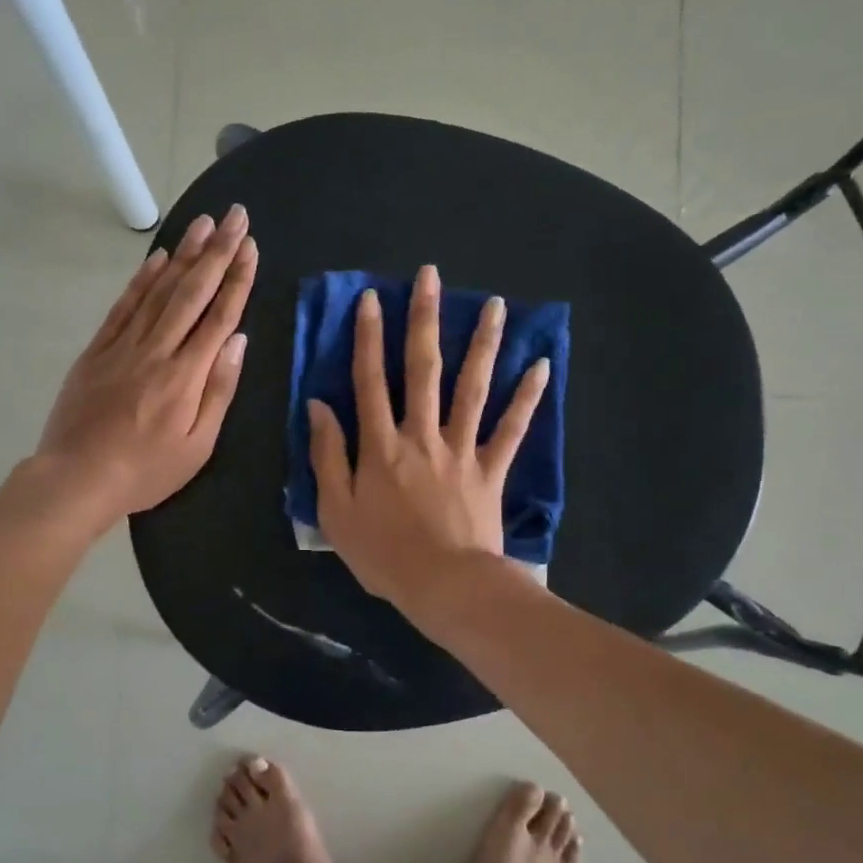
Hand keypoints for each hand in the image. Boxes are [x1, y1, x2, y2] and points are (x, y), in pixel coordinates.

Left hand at [36, 204, 257, 524]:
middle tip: (234, 215)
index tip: (250, 246)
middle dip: (216, 251)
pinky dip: (142, 279)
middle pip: (192, 292)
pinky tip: (158, 259)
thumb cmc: (145, 471)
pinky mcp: (97, 350)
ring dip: (183, 254)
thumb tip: (238, 341)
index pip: (219, 316)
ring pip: (158, 290)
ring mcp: (123, 346)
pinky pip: (124, 306)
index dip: (237, 278)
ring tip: (202, 223)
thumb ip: (219, 391)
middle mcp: (157, 350)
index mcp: (186, 376)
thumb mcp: (197, 446)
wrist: (75, 478)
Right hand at [307, 263, 548, 617]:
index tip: (371, 298)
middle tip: (431, 276)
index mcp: (380, 446)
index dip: (368, 338)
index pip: (370, 381)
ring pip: (472, 387)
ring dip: (482, 343)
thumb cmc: (383, 554)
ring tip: (494, 303)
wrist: (445, 586)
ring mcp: (461, 449)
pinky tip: (542, 364)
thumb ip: (327, 455)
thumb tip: (319, 406)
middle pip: (423, 369)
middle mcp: (421, 435)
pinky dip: (527, 397)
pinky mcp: (491, 470)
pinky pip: (512, 428)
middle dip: (424, 319)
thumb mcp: (335, 510)